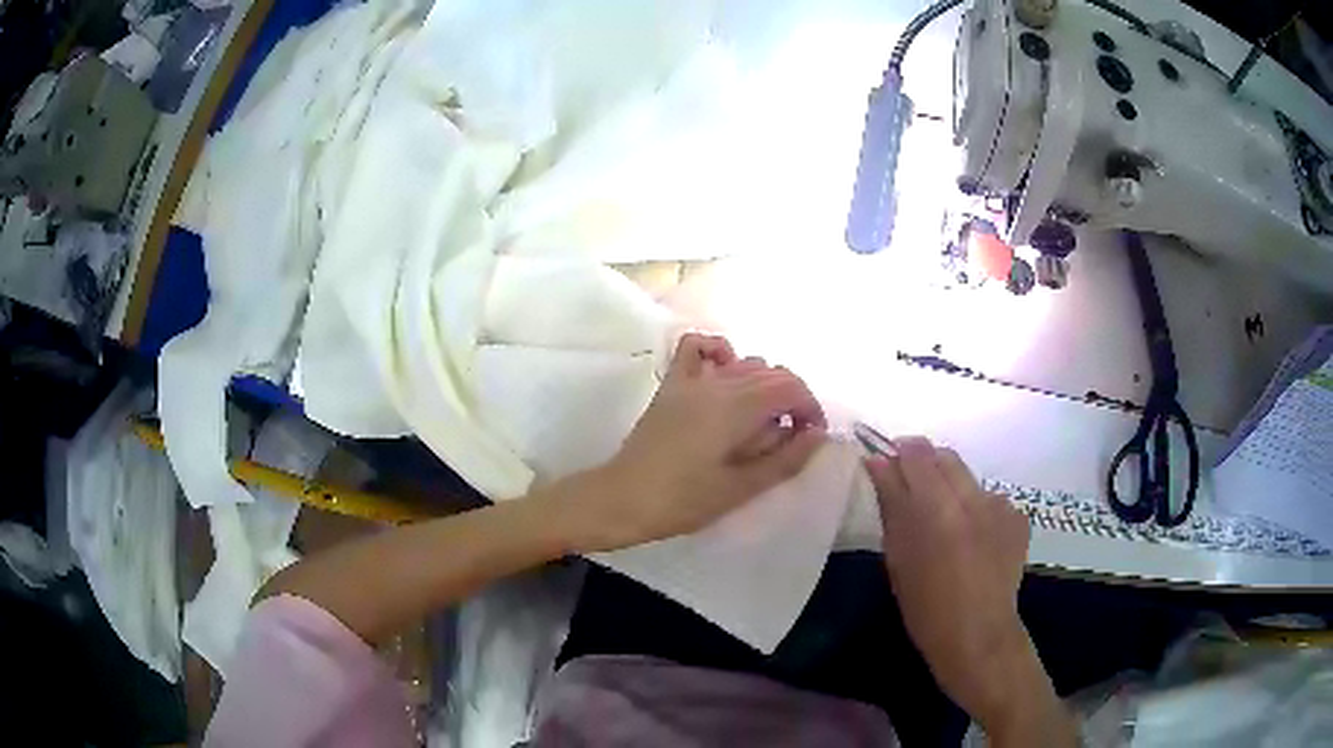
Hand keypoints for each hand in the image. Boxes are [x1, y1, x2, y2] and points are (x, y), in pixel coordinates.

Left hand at [568, 333, 827, 551]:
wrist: (623, 498)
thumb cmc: (683, 500)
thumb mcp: (741, 488)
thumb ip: (785, 459)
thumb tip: (818, 434)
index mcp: (737, 407)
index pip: (791, 388)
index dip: (810, 408)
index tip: (810, 437)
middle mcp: (718, 382)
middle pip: (772, 373)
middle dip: (792, 399)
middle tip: (790, 437)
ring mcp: (691, 380)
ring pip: (744, 362)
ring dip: (764, 384)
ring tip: (761, 421)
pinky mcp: (671, 385)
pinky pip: (696, 348)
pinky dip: (718, 352)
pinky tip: (725, 376)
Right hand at [867, 437, 1069, 742]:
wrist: (979, 636)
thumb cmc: (926, 609)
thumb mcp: (898, 559)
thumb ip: (891, 506)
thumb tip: (879, 465)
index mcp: (937, 507)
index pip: (916, 453)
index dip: (898, 451)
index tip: (885, 463)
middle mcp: (972, 496)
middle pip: (944, 456)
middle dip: (924, 463)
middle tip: (910, 488)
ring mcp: (1000, 505)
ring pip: (968, 478)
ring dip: (951, 487)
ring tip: (945, 522)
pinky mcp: (1017, 517)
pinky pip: (989, 499)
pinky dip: (975, 509)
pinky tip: (973, 539)